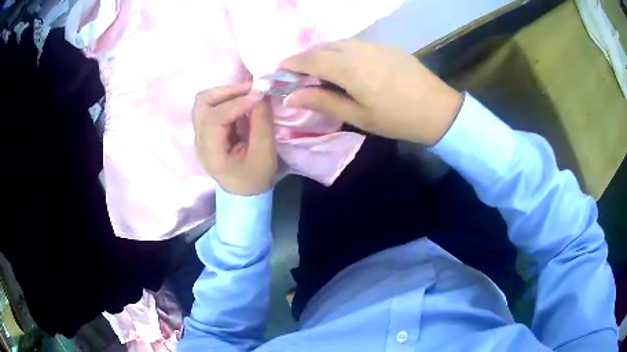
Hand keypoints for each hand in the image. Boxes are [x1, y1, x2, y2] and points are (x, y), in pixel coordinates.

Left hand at [193, 83, 276, 195]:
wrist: (244, 193)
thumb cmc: (255, 177)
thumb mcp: (264, 153)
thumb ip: (262, 122)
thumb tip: (260, 94)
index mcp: (211, 152)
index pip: (214, 119)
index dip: (235, 103)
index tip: (258, 96)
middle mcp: (200, 140)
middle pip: (202, 103)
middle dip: (227, 92)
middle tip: (251, 90)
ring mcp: (200, 134)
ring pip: (204, 102)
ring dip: (225, 93)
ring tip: (246, 94)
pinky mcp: (206, 131)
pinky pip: (211, 106)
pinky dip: (226, 99)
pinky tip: (242, 102)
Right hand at [280, 39, 462, 144]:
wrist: (438, 110)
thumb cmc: (397, 119)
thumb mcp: (358, 116)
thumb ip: (323, 102)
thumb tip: (290, 96)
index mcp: (349, 69)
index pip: (310, 59)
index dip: (291, 63)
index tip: (279, 70)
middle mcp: (358, 50)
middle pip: (323, 46)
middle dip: (306, 56)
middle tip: (298, 72)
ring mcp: (375, 45)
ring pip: (339, 42)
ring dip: (324, 51)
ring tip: (319, 68)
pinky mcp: (387, 46)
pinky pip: (356, 43)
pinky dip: (342, 50)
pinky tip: (346, 63)